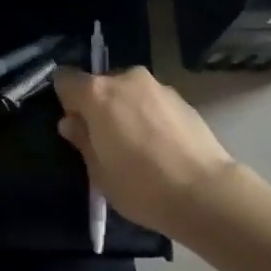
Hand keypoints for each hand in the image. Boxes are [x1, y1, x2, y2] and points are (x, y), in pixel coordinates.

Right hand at [54, 66, 235, 236]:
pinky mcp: (180, 97)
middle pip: (100, 85)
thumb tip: (70, 122)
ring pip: (128, 92)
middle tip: (106, 141)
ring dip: (126, 110)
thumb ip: (82, 140)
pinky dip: (149, 115)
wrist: (205, 191)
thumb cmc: (142, 186)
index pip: (66, 80)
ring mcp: (156, 85)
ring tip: (138, 146)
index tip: (75, 125)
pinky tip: (161, 146)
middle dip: (99, 106)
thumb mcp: (100, 173)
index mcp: (98, 94)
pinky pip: (151, 101)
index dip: (66, 100)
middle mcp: (126, 79)